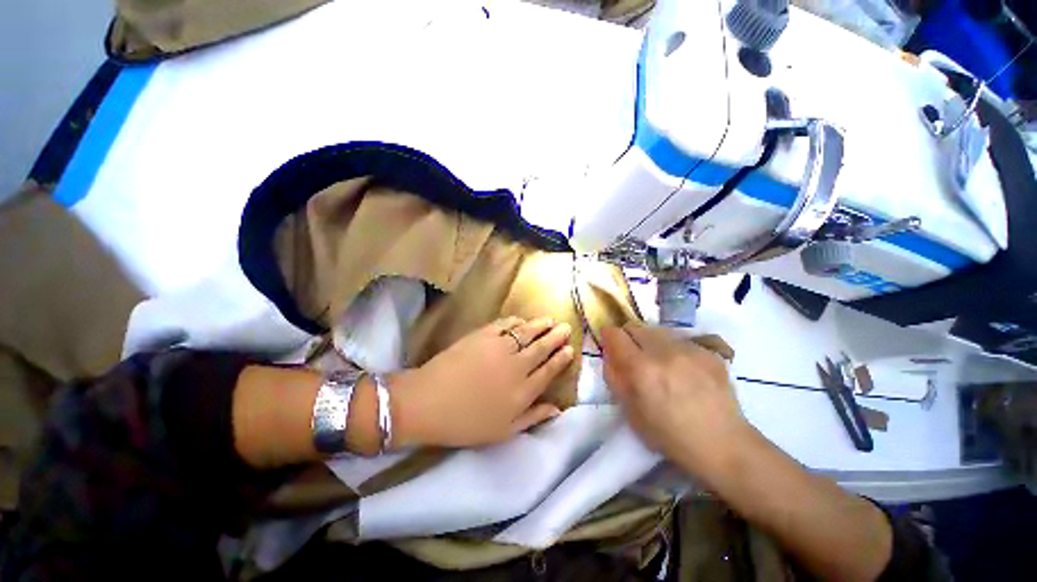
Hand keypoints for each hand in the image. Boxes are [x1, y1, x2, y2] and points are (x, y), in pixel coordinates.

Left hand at [392, 317, 573, 448]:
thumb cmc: (465, 423)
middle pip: (542, 347)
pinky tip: (521, 319)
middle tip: (566, 327)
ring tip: (550, 320)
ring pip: (527, 332)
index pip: (549, 370)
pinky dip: (516, 321)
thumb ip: (532, 418)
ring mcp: (499, 348)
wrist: (428, 402)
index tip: (570, 349)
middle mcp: (517, 366)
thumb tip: (557, 409)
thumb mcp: (503, 431)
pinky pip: (505, 324)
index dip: (561, 358)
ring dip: (541, 325)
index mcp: (523, 391)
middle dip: (556, 336)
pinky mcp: (483, 335)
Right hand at [602, 323, 753, 481]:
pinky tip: (683, 370)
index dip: (608, 337)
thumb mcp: (630, 412)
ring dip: (651, 342)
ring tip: (660, 364)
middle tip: (635, 357)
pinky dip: (673, 349)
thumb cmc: (670, 435)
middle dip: (629, 338)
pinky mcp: (708, 351)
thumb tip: (609, 353)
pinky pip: (680, 340)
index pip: (615, 334)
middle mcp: (664, 351)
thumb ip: (614, 377)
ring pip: (657, 331)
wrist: (723, 444)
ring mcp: (689, 349)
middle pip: (635, 327)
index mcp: (641, 369)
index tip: (610, 344)